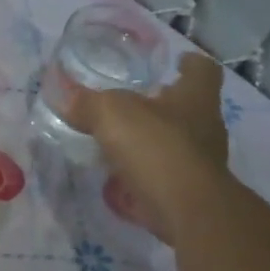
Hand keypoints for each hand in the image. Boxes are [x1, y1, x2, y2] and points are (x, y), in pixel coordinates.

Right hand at [54, 50, 230, 245]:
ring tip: (117, 140)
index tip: (175, 62)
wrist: (184, 208)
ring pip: (175, 141)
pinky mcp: (188, 190)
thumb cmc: (155, 147)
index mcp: (195, 98)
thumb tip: (64, 96)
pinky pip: (162, 173)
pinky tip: (117, 175)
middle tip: (133, 101)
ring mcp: (199, 161)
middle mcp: (205, 126)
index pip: (202, 71)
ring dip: (151, 140)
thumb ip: (87, 103)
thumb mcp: (110, 113)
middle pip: (188, 107)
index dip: (189, 64)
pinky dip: (143, 172)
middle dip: (163, 104)